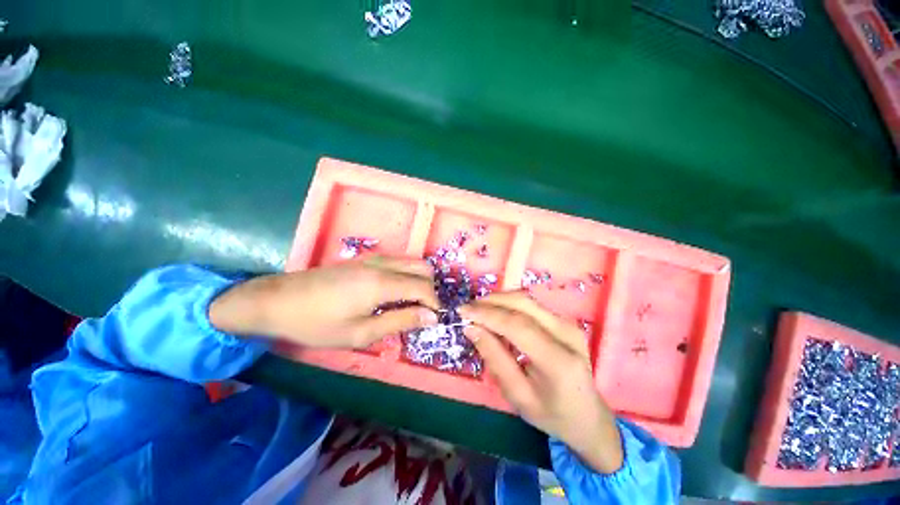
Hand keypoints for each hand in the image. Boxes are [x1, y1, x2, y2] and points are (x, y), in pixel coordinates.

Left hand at [209, 256, 439, 348]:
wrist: (277, 300)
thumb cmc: (317, 323)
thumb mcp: (359, 333)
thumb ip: (399, 321)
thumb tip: (430, 318)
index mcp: (382, 283)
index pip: (423, 287)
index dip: (434, 303)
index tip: (434, 320)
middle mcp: (383, 264)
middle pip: (423, 268)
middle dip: (430, 289)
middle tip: (423, 312)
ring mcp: (373, 258)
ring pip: (412, 262)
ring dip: (419, 281)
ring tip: (411, 304)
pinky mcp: (365, 258)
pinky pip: (398, 262)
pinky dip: (406, 275)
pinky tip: (394, 292)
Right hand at [458, 292, 623, 473]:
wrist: (589, 417)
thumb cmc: (552, 414)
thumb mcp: (518, 396)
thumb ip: (494, 359)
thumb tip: (471, 328)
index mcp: (558, 361)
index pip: (517, 325)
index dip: (487, 314)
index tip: (463, 311)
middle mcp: (567, 334)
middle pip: (523, 303)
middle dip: (491, 301)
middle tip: (468, 309)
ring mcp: (568, 324)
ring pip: (526, 299)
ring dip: (499, 300)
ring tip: (478, 310)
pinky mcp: (564, 321)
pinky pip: (531, 305)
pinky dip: (509, 304)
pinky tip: (496, 313)